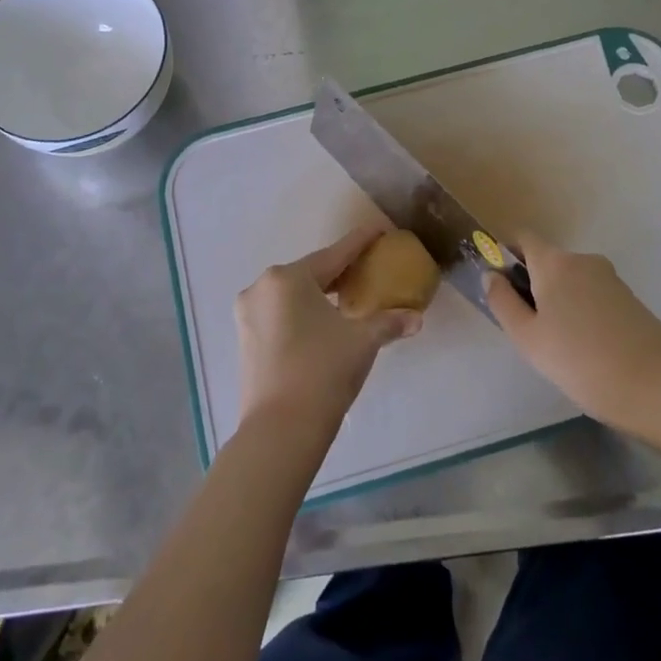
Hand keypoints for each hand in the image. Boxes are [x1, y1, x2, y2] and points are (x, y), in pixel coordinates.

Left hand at [235, 224, 421, 433]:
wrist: (281, 429)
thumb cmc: (323, 372)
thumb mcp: (362, 341)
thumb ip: (388, 322)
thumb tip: (416, 318)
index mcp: (287, 278)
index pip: (333, 255)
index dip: (359, 243)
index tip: (378, 230)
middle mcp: (261, 288)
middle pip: (309, 273)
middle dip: (339, 272)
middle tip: (367, 269)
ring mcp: (248, 314)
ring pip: (292, 295)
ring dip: (319, 294)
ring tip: (347, 298)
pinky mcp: (245, 339)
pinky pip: (280, 314)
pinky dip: (302, 313)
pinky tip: (322, 323)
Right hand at [485, 232, 660, 432]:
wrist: (658, 388)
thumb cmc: (580, 361)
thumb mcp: (528, 337)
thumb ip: (503, 302)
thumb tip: (492, 275)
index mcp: (554, 262)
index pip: (523, 238)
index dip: (506, 255)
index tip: (502, 288)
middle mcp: (583, 260)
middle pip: (547, 261)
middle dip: (532, 285)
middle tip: (529, 329)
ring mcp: (611, 278)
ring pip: (571, 280)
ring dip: (558, 301)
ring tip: (560, 346)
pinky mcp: (631, 299)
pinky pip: (593, 295)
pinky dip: (582, 311)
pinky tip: (587, 348)